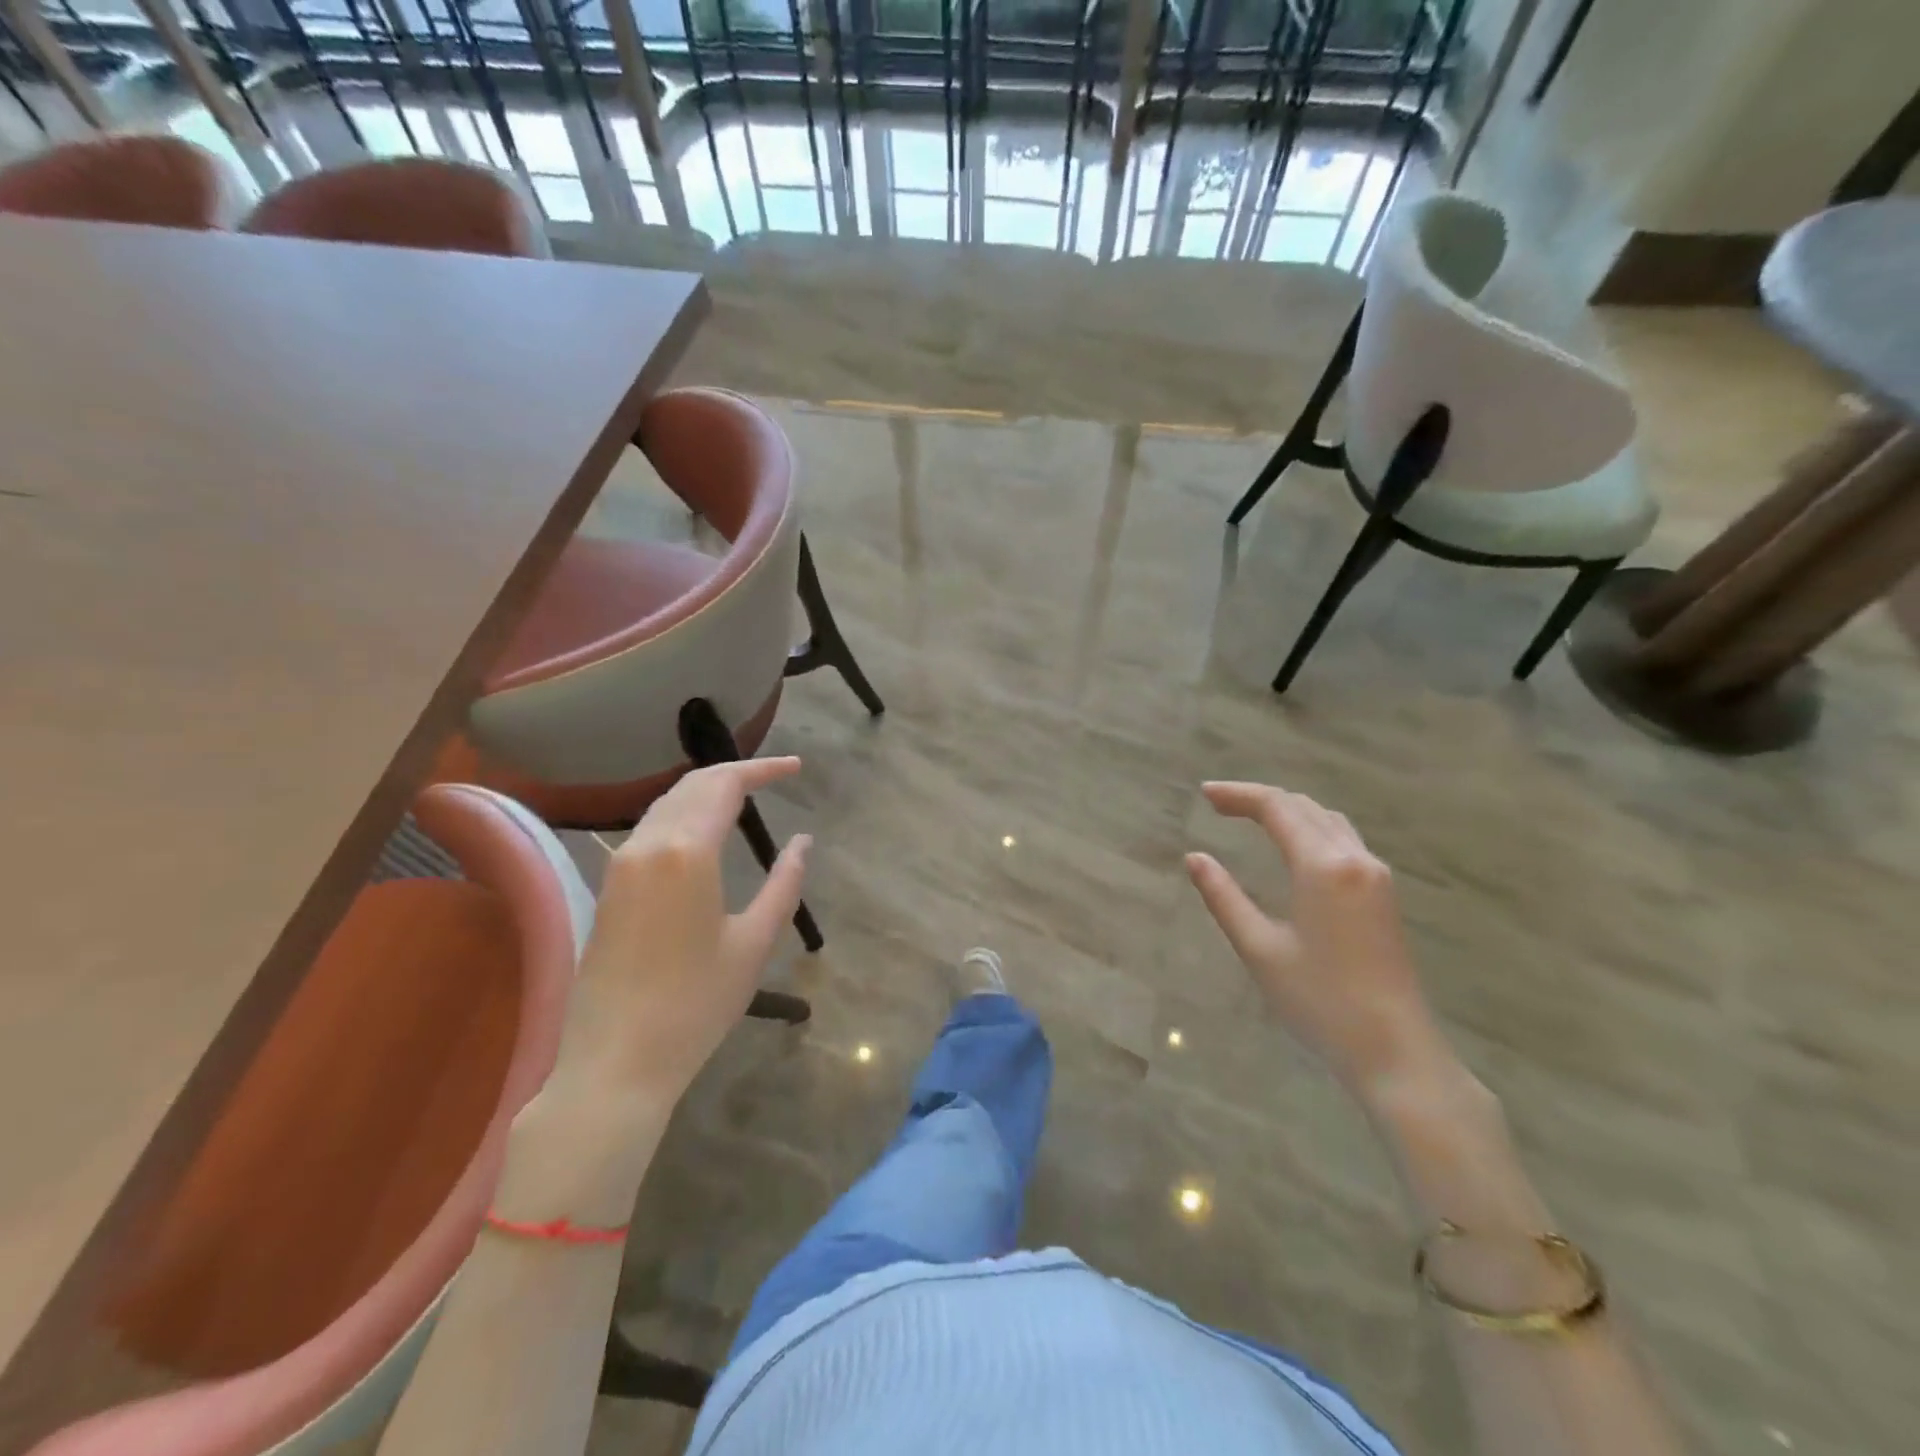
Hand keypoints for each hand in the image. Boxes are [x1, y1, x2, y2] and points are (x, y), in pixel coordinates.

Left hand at [552, 757, 810, 1108]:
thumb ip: (784, 883)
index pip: (726, 784)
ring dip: (707, 790)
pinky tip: (704, 831)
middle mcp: (647, 844)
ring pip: (667, 803)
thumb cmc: (696, 1005)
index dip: (764, 769)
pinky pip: (650, 828)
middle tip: (775, 776)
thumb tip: (803, 842)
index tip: (797, 768)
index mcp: (687, 852)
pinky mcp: (608, 886)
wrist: (615, 1062)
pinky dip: (683, 814)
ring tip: (745, 796)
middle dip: (736, 772)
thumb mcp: (754, 943)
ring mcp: (620, 864)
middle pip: (693, 785)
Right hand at [1186, 781, 1452, 1106]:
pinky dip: (1309, 827)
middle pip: (1304, 806)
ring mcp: (1376, 876)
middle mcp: (1354, 859)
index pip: (1277, 808)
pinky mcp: (1384, 895)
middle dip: (1259, 798)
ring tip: (1249, 816)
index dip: (1238, 795)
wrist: (1395, 1051)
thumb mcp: (1259, 949)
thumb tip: (1194, 857)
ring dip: (1287, 810)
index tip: (1204, 795)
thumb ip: (1224, 897)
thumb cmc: (1320, 1002)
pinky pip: (1343, 839)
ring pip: (1327, 820)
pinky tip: (1292, 845)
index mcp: (1323, 866)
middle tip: (1218, 804)